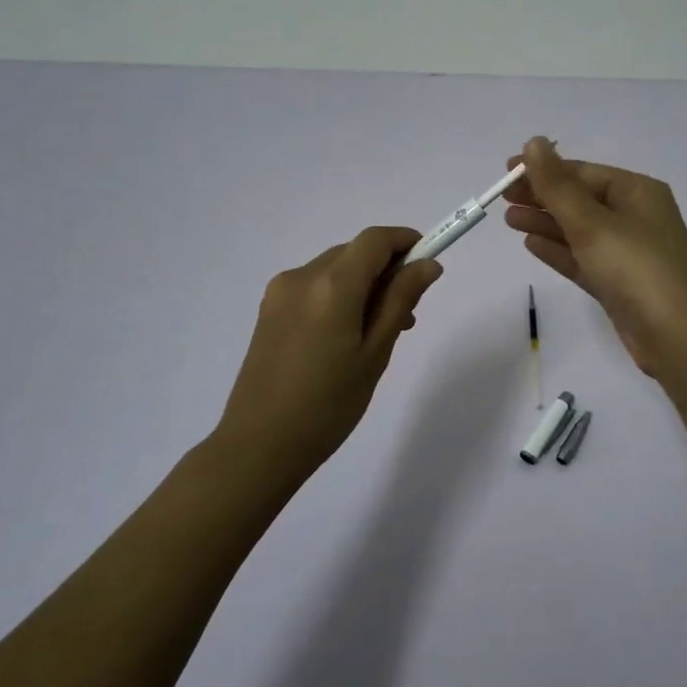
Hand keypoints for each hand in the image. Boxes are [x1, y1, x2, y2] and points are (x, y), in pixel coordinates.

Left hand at [215, 227, 442, 473]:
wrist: (258, 446)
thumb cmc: (328, 406)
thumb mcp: (374, 353)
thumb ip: (401, 301)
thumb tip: (427, 264)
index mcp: (331, 286)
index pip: (374, 239)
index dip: (405, 241)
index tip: (428, 263)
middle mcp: (302, 277)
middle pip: (354, 252)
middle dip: (386, 269)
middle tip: (407, 313)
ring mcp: (280, 292)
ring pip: (334, 269)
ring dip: (363, 284)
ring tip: (379, 331)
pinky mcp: (269, 310)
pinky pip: (314, 287)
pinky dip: (339, 296)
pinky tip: (346, 336)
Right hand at [502, 137, 686, 381]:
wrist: (678, 337)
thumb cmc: (636, 268)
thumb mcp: (592, 222)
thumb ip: (557, 185)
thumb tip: (533, 142)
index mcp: (637, 192)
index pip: (583, 172)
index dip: (544, 170)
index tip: (506, 172)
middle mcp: (634, 217)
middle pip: (579, 200)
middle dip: (542, 196)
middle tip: (501, 197)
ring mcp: (627, 252)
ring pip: (578, 230)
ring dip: (545, 223)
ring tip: (509, 219)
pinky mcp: (618, 283)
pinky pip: (582, 258)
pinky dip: (558, 250)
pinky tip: (531, 244)